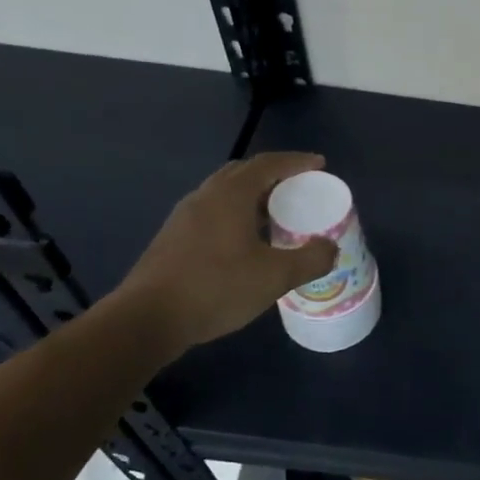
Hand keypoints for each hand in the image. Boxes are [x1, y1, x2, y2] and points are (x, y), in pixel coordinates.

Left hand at [115, 152, 337, 350]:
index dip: (296, 162)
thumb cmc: (217, 288)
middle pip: (243, 173)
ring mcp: (184, 217)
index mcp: (230, 195)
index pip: (268, 164)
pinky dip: (236, 215)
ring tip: (276, 216)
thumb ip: (310, 259)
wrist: (148, 318)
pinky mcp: (173, 238)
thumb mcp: (275, 277)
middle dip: (274, 175)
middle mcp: (205, 197)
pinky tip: (246, 242)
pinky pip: (213, 213)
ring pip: (224, 194)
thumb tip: (330, 248)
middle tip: (299, 189)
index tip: (319, 165)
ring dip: (253, 197)